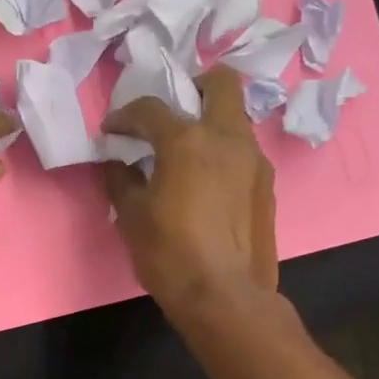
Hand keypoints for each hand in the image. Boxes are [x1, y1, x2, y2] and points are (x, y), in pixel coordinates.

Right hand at [102, 66, 276, 323]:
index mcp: (188, 141)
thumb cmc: (169, 254)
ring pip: (235, 118)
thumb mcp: (131, 216)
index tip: (111, 130)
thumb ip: (121, 178)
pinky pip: (243, 152)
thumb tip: (117, 162)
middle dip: (193, 86)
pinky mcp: (267, 185)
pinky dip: (223, 153)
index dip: (124, 115)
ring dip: (210, 122)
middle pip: (220, 83)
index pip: (151, 108)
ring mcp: (254, 160)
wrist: (224, 296)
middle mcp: (227, 138)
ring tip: (187, 152)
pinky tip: (206, 182)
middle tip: (172, 111)